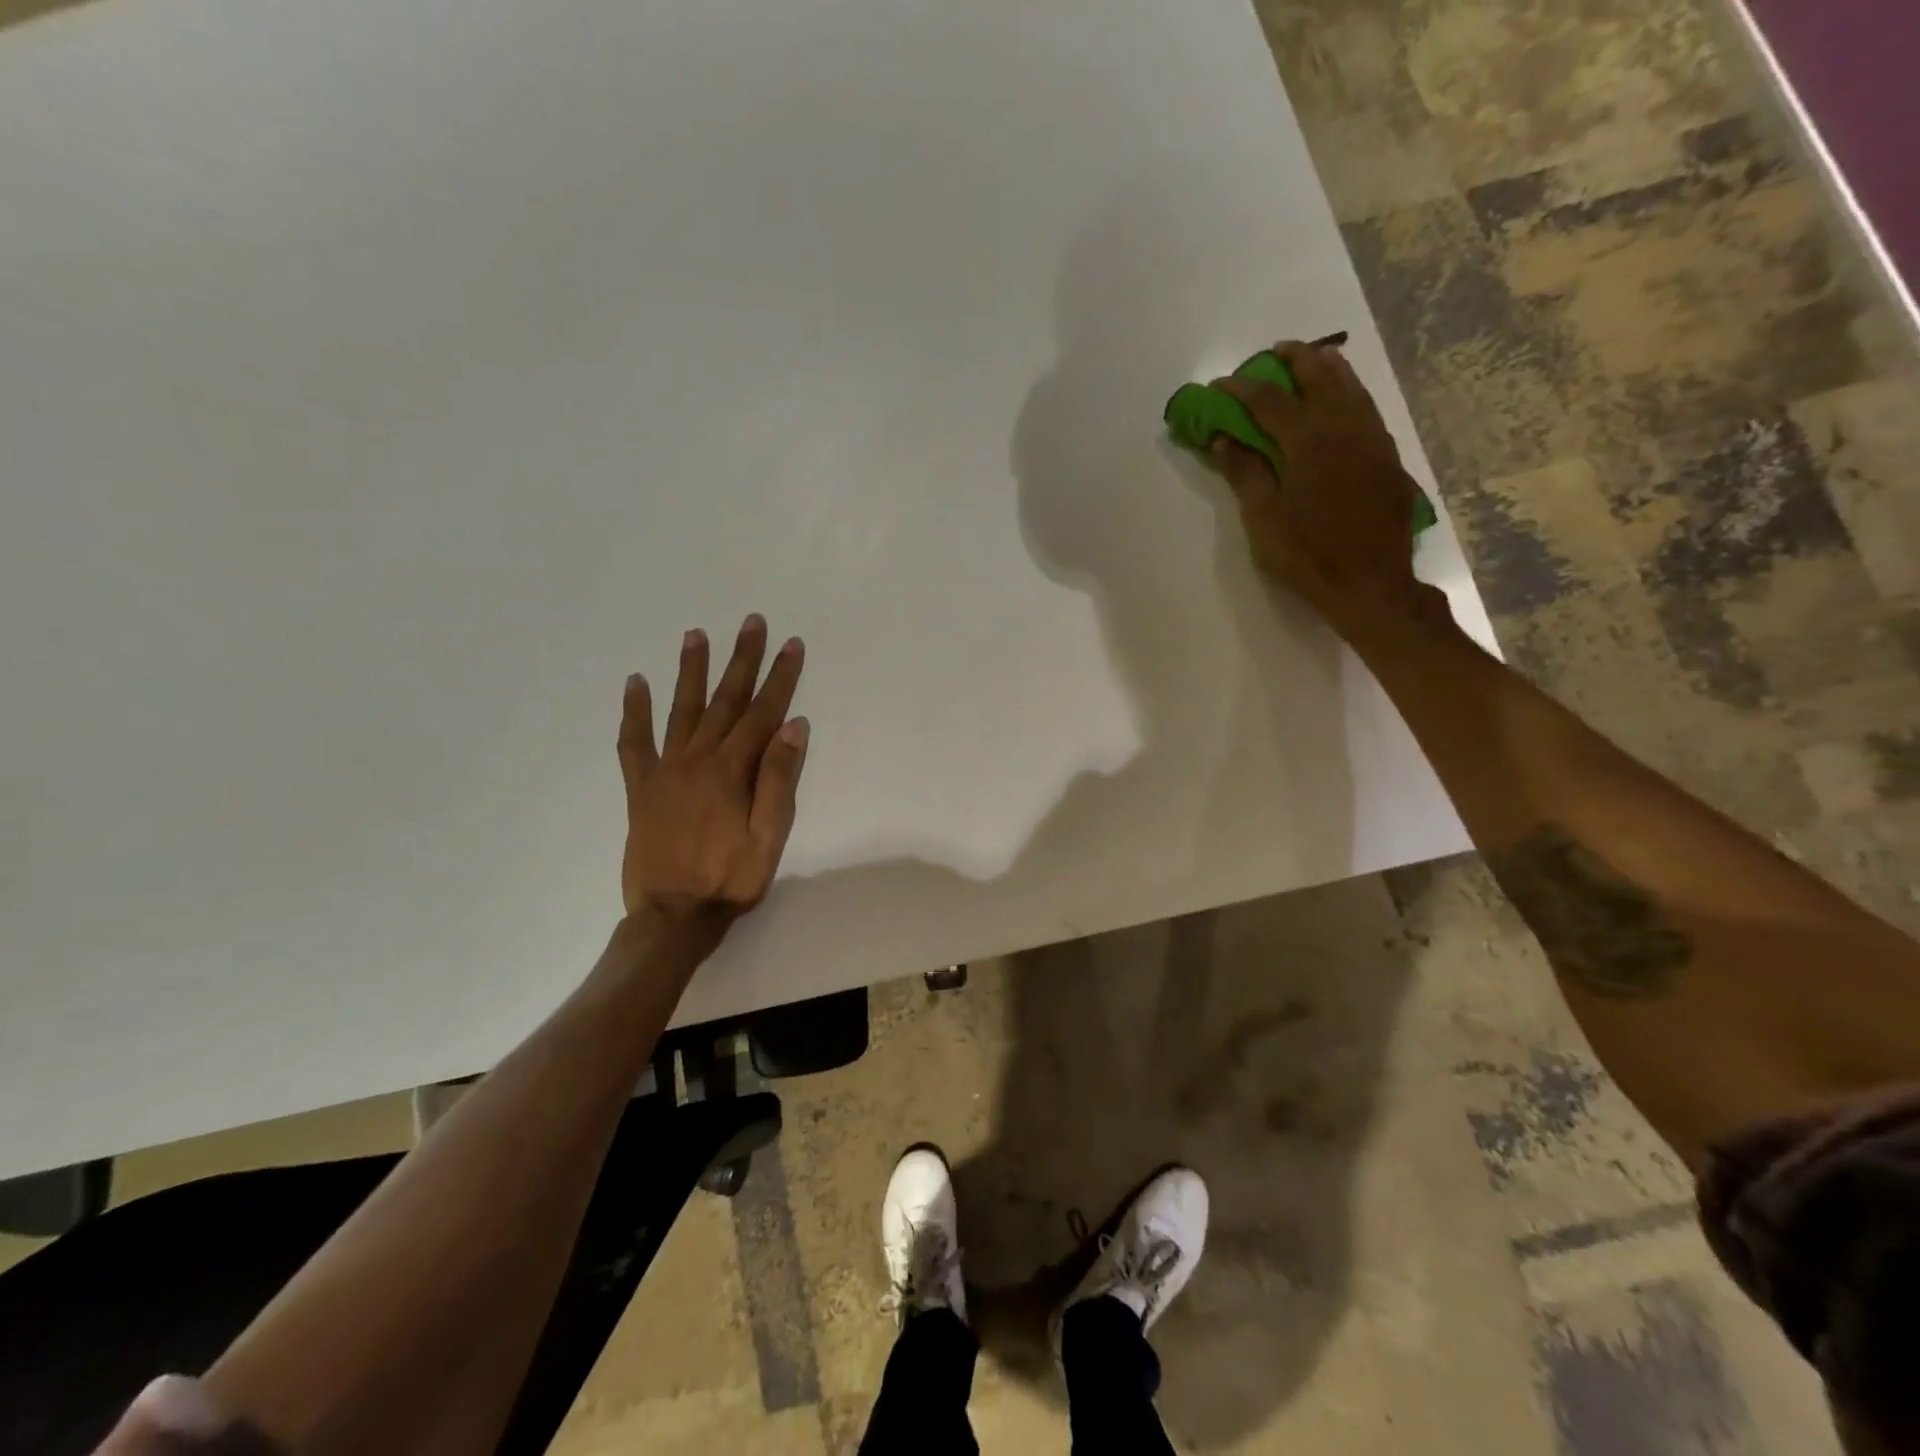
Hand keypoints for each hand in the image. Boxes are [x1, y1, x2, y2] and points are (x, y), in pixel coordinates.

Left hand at [618, 615, 808, 942]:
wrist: (673, 916)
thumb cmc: (731, 879)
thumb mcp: (770, 836)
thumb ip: (779, 779)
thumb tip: (793, 726)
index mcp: (732, 770)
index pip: (763, 712)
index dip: (780, 677)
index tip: (791, 644)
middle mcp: (697, 759)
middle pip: (725, 700)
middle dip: (741, 659)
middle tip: (751, 622)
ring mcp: (665, 770)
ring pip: (681, 709)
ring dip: (691, 671)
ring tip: (696, 634)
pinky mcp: (640, 788)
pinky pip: (633, 743)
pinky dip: (633, 712)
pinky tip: (634, 684)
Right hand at [1210, 341, 1427, 637]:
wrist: (1370, 583)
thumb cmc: (1307, 554)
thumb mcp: (1264, 519)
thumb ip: (1245, 473)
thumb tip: (1225, 439)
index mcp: (1308, 440)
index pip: (1269, 400)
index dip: (1241, 389)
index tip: (1220, 385)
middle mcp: (1343, 427)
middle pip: (1318, 377)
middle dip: (1293, 360)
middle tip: (1272, 353)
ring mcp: (1371, 438)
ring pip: (1350, 386)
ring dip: (1326, 368)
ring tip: (1311, 358)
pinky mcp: (1387, 456)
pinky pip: (1366, 407)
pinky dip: (1349, 391)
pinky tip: (1342, 397)